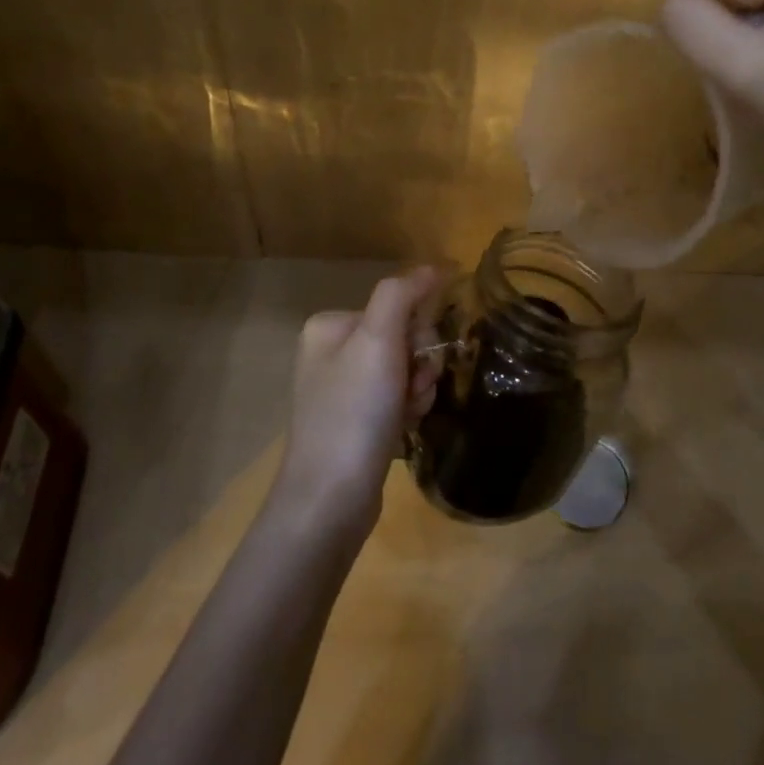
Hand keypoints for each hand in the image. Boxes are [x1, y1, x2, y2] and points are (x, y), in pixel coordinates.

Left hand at [271, 266, 443, 541]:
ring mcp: (341, 389)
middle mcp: (331, 351)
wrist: (330, 498)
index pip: (398, 308)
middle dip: (419, 365)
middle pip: (403, 339)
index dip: (419, 334)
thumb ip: (402, 295)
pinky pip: (396, 399)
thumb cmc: (354, 412)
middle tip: (412, 392)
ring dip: (417, 390)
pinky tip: (401, 430)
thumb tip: (434, 266)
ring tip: (406, 416)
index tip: (416, 362)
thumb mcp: (378, 341)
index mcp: (330, 325)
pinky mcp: (353, 422)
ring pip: (405, 371)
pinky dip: (407, 411)